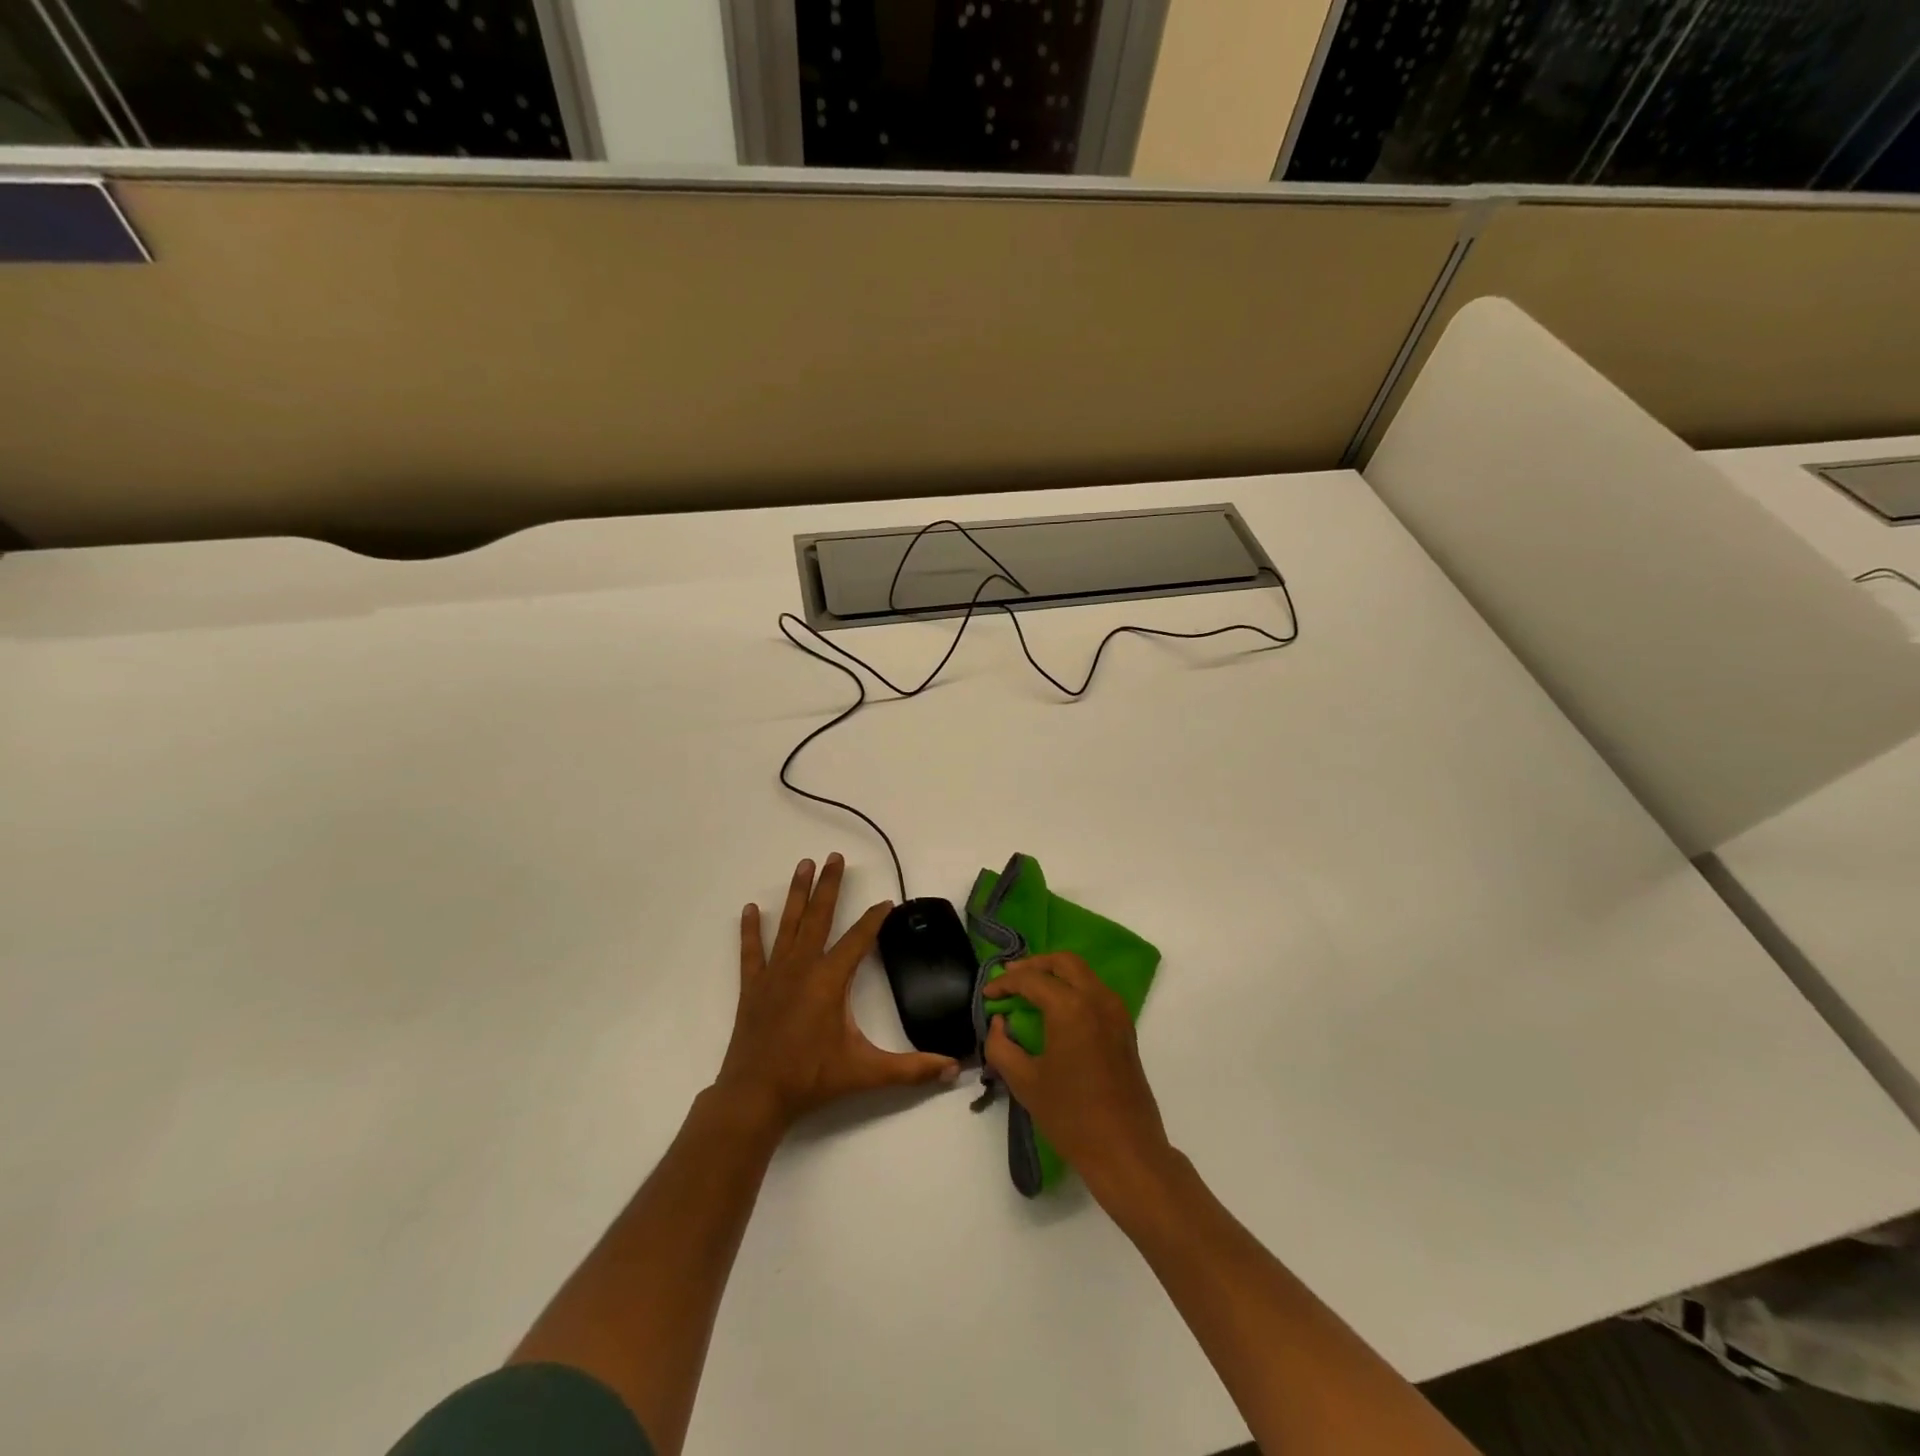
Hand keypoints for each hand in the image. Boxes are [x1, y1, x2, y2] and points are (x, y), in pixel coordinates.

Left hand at [715, 854, 960, 1133]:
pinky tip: (750, 908)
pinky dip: (750, 929)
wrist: (755, 1097)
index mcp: (830, 979)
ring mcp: (774, 974)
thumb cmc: (812, 1079)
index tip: (886, 901)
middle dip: (829, 884)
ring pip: (788, 924)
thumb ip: (912, 1069)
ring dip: (797, 893)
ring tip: (803, 864)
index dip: (874, 918)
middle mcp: (802, 966)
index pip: (859, 938)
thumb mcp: (866, 1073)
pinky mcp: (753, 986)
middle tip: (835, 856)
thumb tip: (954, 1069)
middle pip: (819, 916)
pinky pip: (751, 951)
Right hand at [983, 953, 1175, 1200]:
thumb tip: (999, 1022)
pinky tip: (1055, 1010)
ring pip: (1083, 973)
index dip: (1005, 983)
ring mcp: (1116, 1012)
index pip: (1032, 980)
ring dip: (1055, 974)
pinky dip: (1073, 989)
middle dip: (1034, 965)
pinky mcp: (1125, 1028)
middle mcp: (1097, 999)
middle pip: (1063, 962)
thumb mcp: (1024, 1082)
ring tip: (1029, 991)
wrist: (1126, 1151)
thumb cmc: (1071, 1117)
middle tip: (1010, 978)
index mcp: (1071, 1007)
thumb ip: (1001, 1046)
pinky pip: (1095, 991)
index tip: (987, 994)